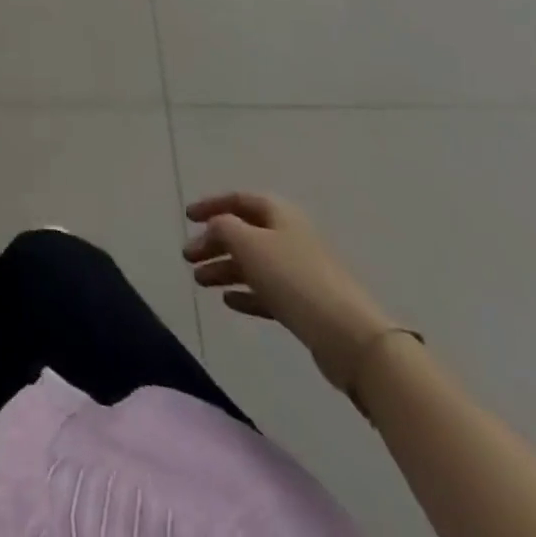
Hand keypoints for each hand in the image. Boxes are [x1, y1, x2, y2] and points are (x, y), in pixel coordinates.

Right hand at [184, 192, 392, 390]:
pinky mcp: (303, 304)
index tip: (187, 217)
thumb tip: (215, 227)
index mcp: (278, 213)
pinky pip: (266, 292)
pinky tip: (228, 301)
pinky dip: (245, 293)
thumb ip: (223, 228)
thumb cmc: (293, 277)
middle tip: (188, 257)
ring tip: (199, 281)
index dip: (210, 205)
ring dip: (224, 269)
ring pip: (252, 264)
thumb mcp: (248, 243)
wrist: (349, 336)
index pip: (237, 200)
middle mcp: (288, 236)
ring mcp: (297, 271)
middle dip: (213, 242)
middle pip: (243, 233)